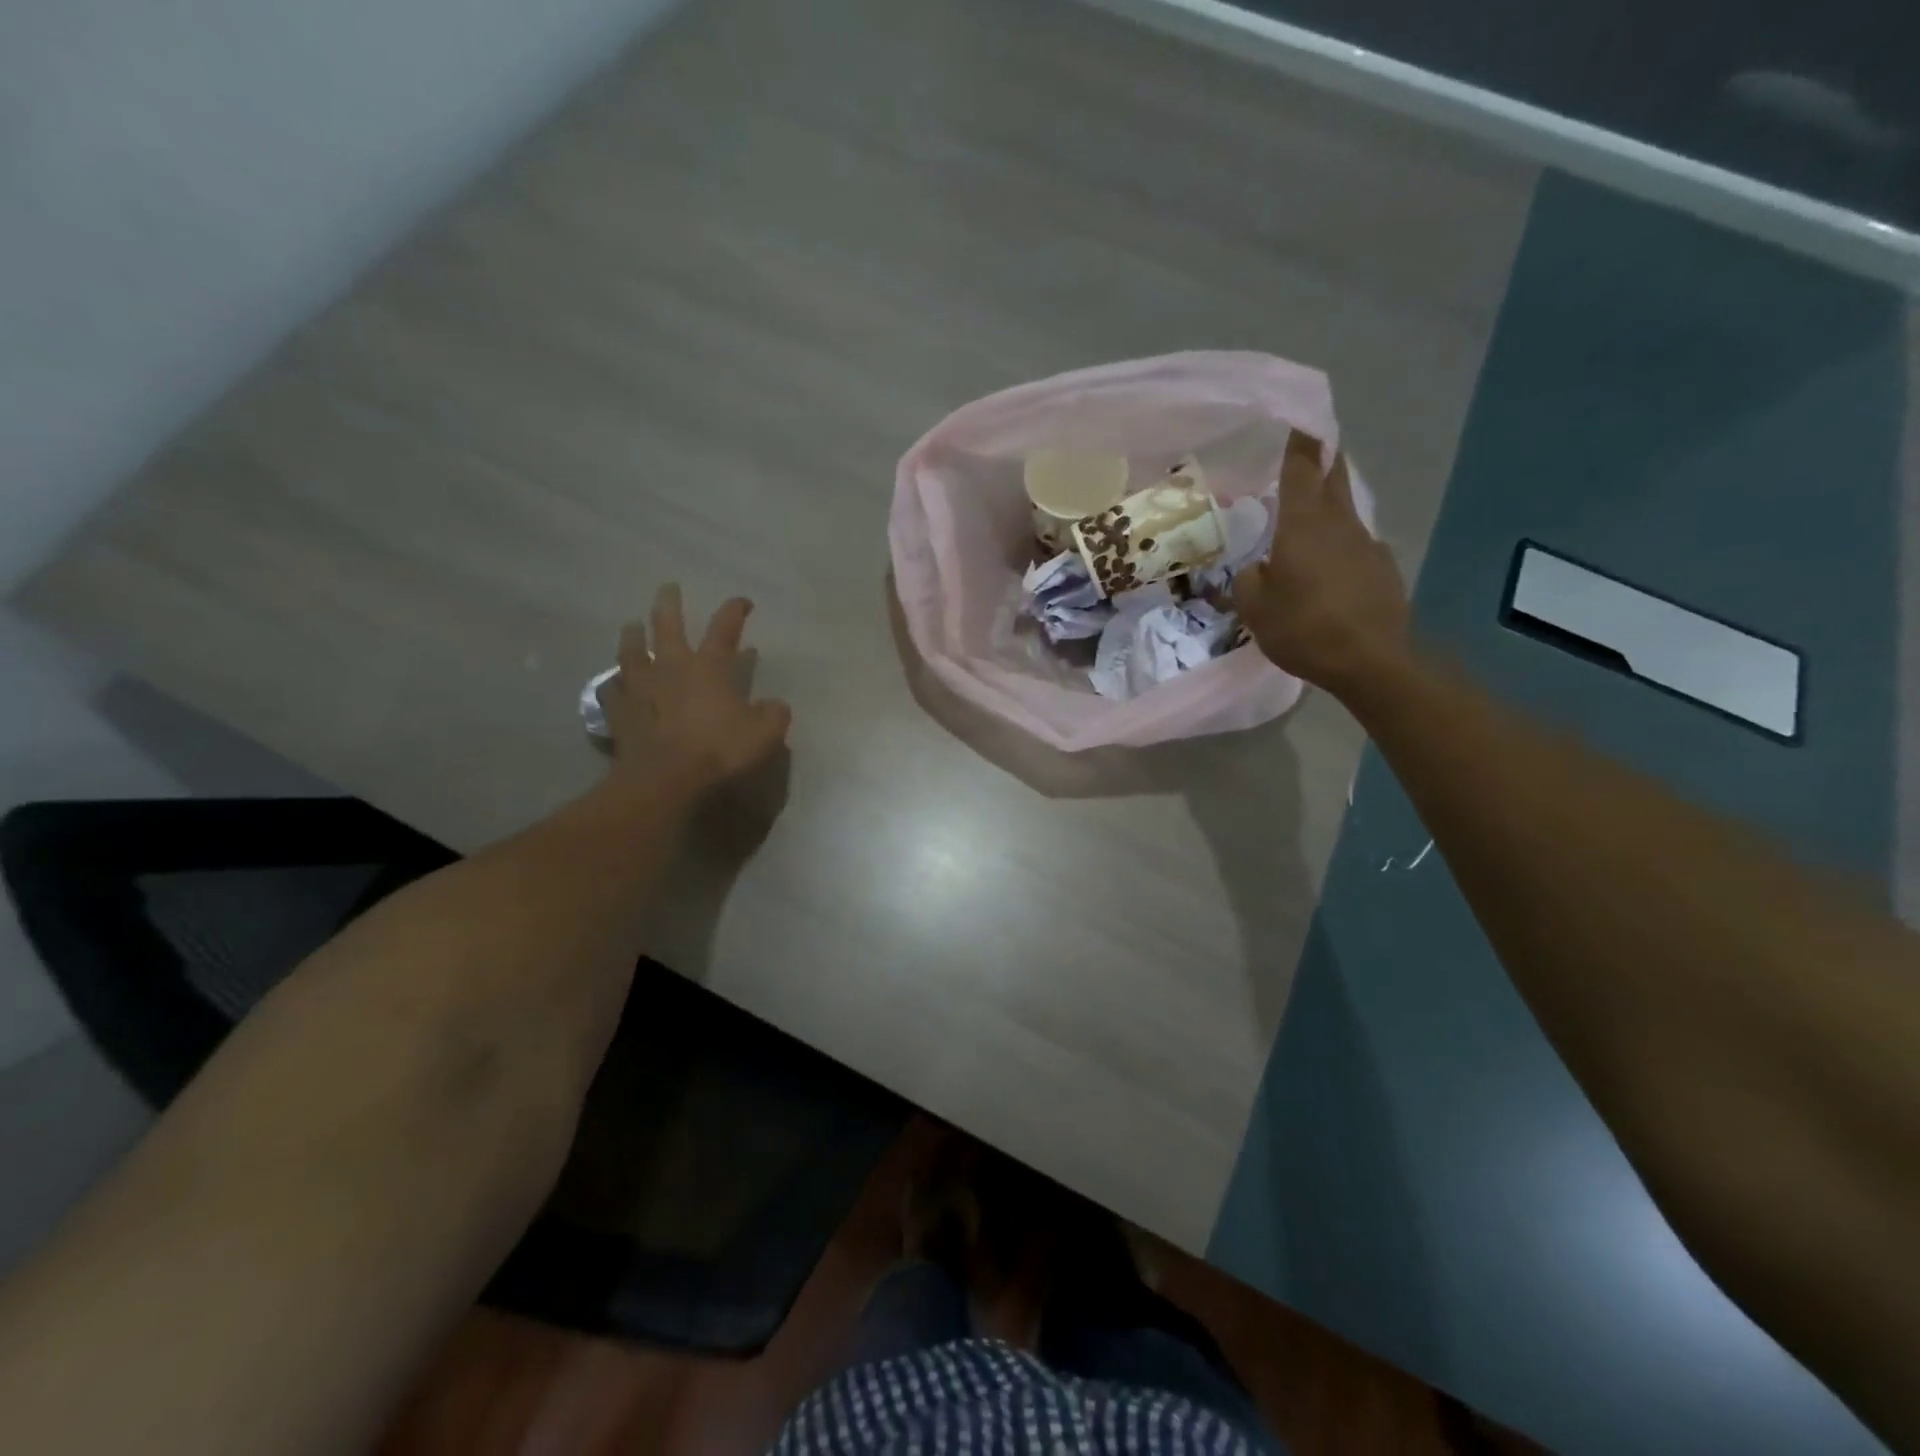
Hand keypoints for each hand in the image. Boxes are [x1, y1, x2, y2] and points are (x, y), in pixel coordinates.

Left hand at [598, 584, 792, 792]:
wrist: (665, 779)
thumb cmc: (719, 751)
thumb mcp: (765, 735)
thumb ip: (774, 715)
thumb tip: (775, 705)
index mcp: (710, 667)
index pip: (724, 629)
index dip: (734, 611)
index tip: (742, 601)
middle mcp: (672, 667)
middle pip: (667, 626)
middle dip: (670, 604)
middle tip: (668, 588)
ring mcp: (641, 687)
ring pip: (632, 651)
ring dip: (633, 635)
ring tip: (631, 625)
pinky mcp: (620, 712)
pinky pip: (612, 689)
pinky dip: (613, 682)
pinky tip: (613, 681)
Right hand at [1232, 431, 1410, 696]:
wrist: (1372, 661)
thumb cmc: (1305, 628)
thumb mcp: (1255, 608)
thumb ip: (1250, 579)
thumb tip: (1259, 568)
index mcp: (1304, 525)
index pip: (1303, 467)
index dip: (1300, 440)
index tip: (1298, 418)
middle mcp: (1339, 524)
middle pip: (1334, 477)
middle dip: (1323, 458)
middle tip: (1310, 449)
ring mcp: (1367, 545)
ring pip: (1344, 512)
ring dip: (1328, 507)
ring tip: (1307, 523)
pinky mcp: (1382, 570)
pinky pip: (1355, 546)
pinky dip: (1339, 547)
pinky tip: (1328, 573)